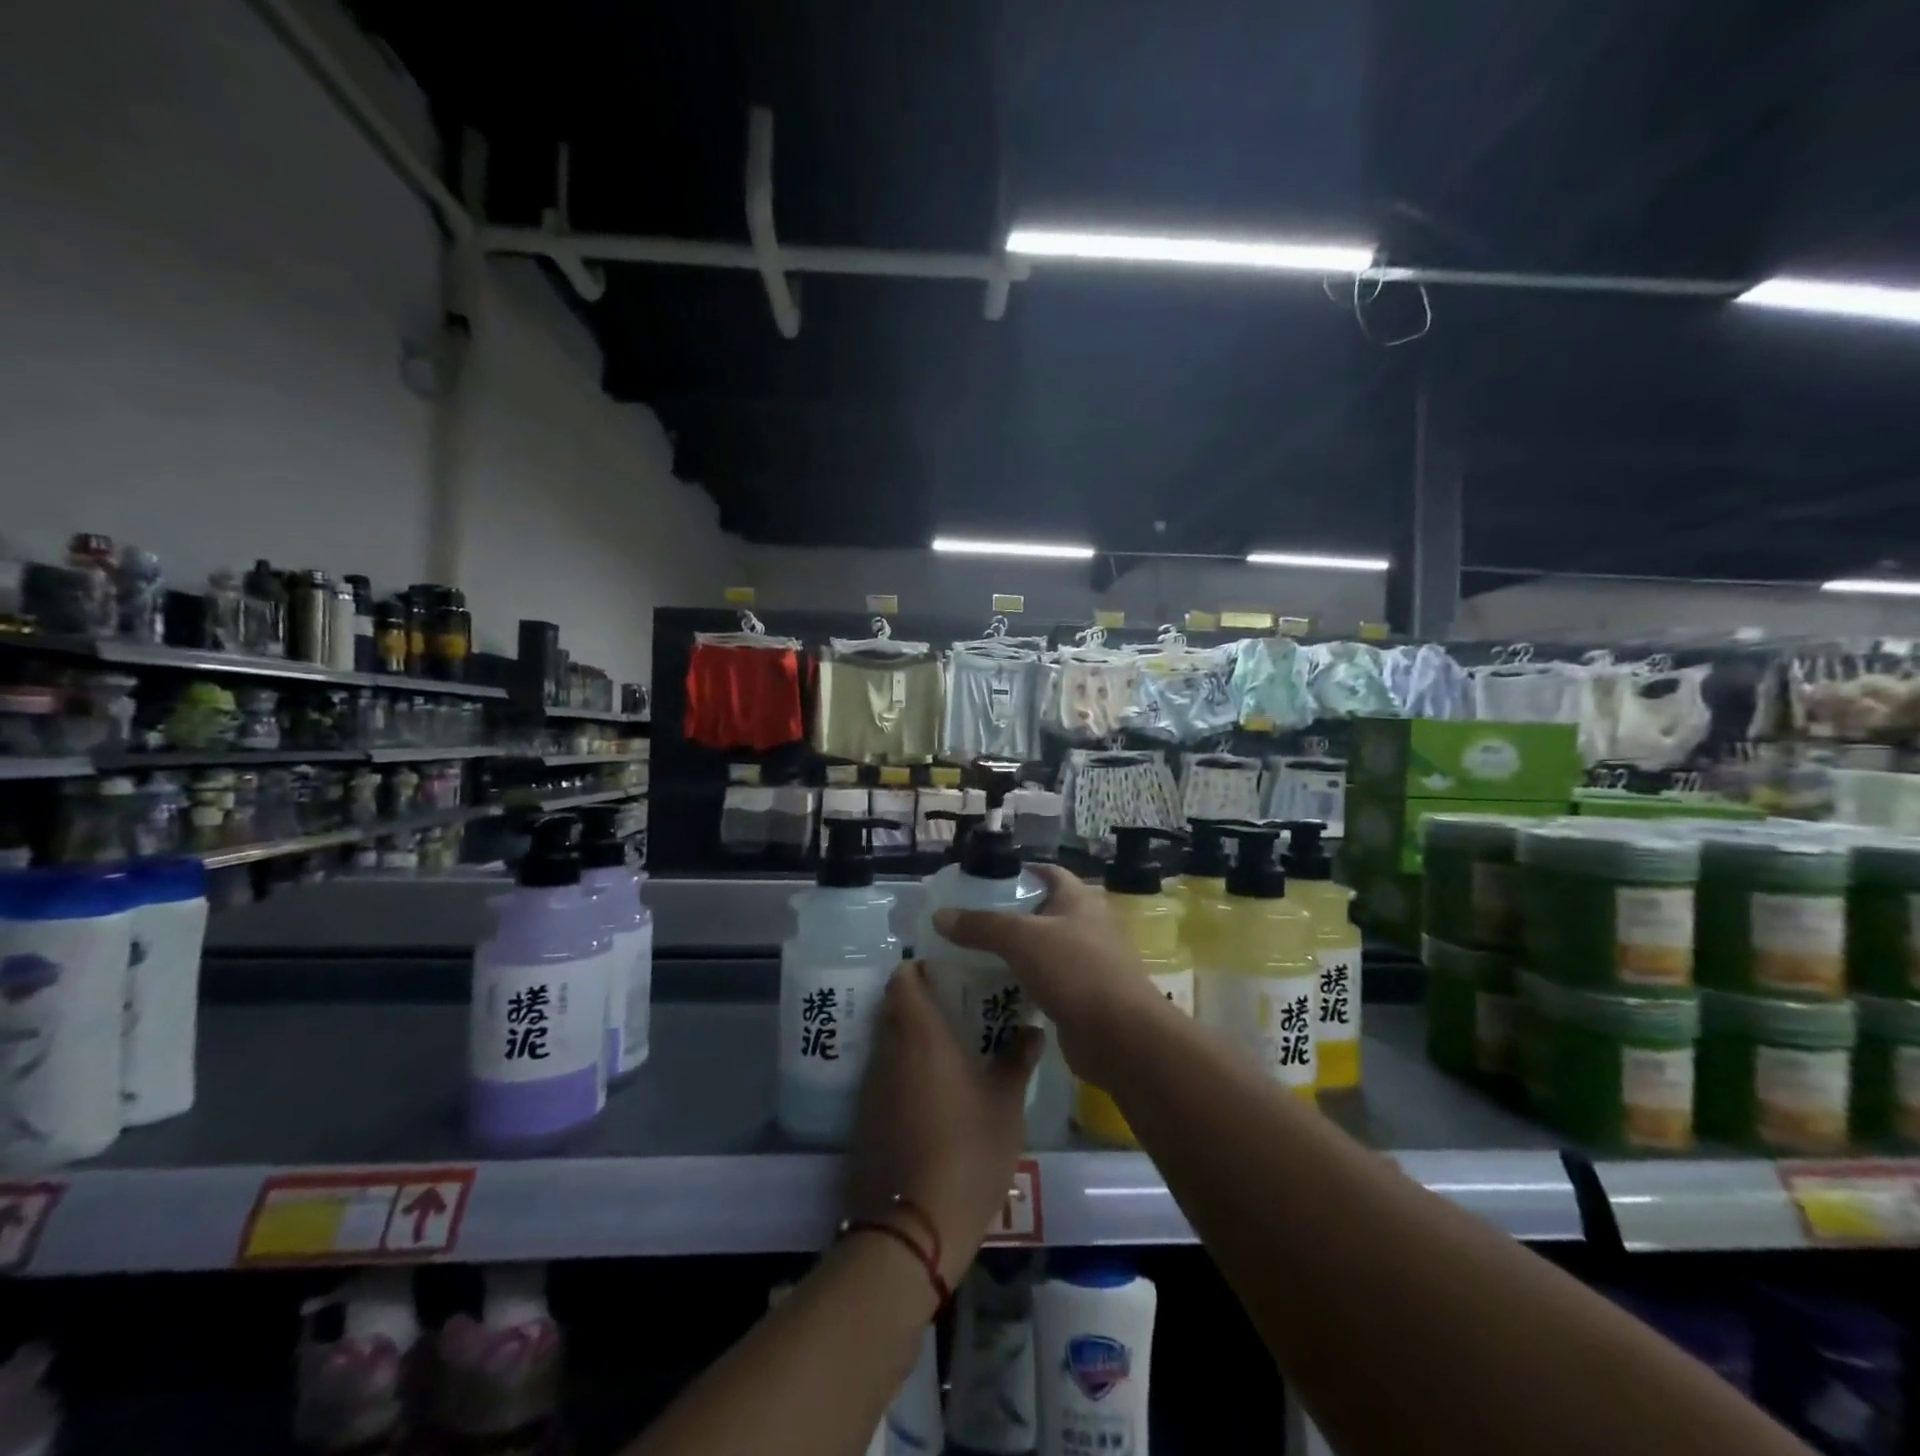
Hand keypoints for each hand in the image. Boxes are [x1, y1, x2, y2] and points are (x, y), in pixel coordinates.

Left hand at [846, 963, 1041, 1286]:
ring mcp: (871, 1086)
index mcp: (920, 1034)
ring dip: (909, 1039)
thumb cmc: (968, 1149)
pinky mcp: (864, 1118)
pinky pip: (882, 1076)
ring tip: (946, 1051)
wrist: (914, 1224)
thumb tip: (1032, 1029)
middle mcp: (889, 1050)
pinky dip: (901, 1072)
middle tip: (952, 1009)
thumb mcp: (1006, 1104)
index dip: (918, 969)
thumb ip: (1017, 1059)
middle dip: (917, 1003)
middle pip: (893, 1008)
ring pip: (887, 1043)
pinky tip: (929, 1093)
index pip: (904, 979)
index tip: (943, 972)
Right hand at [931, 864, 1168, 1087]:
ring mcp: (1087, 963)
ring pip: (1043, 949)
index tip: (984, 881)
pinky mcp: (1082, 997)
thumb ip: (981, 926)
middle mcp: (1087, 925)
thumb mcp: (1022, 940)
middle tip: (969, 922)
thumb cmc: (1075, 971)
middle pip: (1043, 911)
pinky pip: (1046, 982)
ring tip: (973, 955)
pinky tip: (995, 990)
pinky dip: (1023, 983)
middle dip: (1009, 916)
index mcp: (1079, 900)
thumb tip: (939, 917)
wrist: (1120, 1037)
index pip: (1047, 873)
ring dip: (1014, 952)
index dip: (1019, 872)